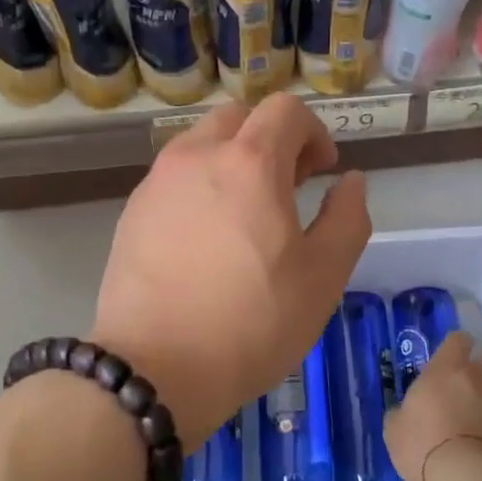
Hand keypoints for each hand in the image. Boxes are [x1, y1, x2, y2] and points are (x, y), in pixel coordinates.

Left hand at [92, 94, 370, 446]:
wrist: (154, 370)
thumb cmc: (252, 323)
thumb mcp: (323, 276)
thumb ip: (347, 218)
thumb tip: (349, 181)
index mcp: (249, 162)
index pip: (286, 110)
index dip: (314, 132)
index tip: (322, 171)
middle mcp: (197, 156)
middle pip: (240, 118)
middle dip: (271, 140)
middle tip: (288, 187)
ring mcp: (157, 181)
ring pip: (202, 144)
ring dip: (233, 160)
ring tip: (246, 214)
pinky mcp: (132, 211)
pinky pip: (175, 177)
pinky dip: (201, 185)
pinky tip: (207, 238)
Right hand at [384, 332, 481, 480]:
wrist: (470, 478)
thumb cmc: (424, 446)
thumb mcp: (394, 431)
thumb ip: (400, 414)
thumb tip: (402, 413)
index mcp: (445, 369)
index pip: (458, 339)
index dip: (455, 347)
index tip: (449, 361)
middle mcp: (479, 377)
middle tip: (471, 385)